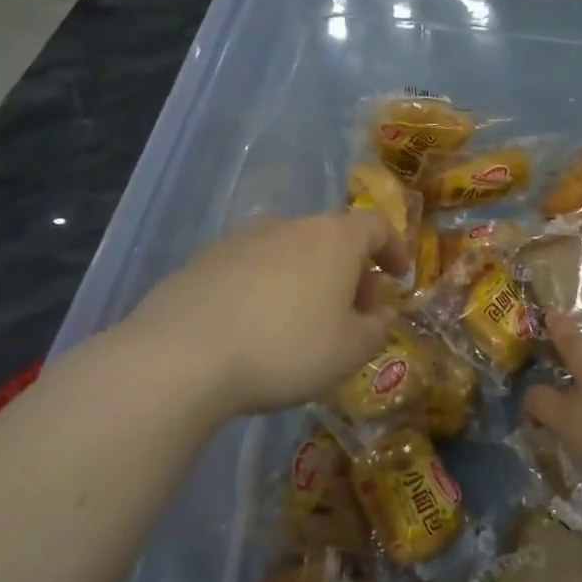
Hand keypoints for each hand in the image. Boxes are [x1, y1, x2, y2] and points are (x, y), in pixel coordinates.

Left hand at [122, 210, 410, 417]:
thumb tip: (380, 311)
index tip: (399, 275)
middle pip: (333, 238)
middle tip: (355, 313)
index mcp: (334, 238)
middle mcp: (290, 225)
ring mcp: (242, 239)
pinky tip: (258, 325)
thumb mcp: (351, 351)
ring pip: (291, 252)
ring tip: (305, 322)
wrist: (181, 356)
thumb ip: (378, 327)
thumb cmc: (286, 348)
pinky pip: (253, 267)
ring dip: (309, 278)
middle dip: (352, 272)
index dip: (394, 248)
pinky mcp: (204, 260)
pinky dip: (268, 287)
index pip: (377, 225)